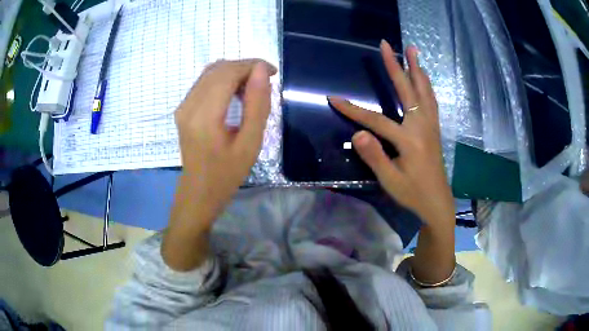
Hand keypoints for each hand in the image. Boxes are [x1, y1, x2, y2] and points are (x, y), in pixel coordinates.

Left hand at [173, 59, 275, 226]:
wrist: (199, 192)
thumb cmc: (227, 174)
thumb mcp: (250, 143)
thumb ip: (257, 105)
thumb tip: (261, 70)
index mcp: (204, 116)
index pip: (227, 73)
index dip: (251, 66)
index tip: (272, 72)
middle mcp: (188, 105)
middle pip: (218, 69)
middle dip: (244, 67)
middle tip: (264, 81)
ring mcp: (183, 106)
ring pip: (210, 73)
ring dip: (234, 72)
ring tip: (251, 88)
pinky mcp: (183, 108)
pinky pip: (204, 82)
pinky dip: (223, 80)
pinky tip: (235, 93)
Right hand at [329, 40, 454, 227]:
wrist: (437, 202)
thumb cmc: (413, 194)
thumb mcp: (390, 180)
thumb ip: (375, 156)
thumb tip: (357, 133)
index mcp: (409, 140)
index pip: (376, 120)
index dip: (353, 110)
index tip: (334, 99)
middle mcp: (422, 126)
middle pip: (407, 90)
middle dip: (394, 66)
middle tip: (387, 45)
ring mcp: (431, 125)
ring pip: (424, 91)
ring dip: (417, 68)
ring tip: (412, 50)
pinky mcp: (434, 128)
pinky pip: (431, 100)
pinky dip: (426, 84)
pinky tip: (424, 77)